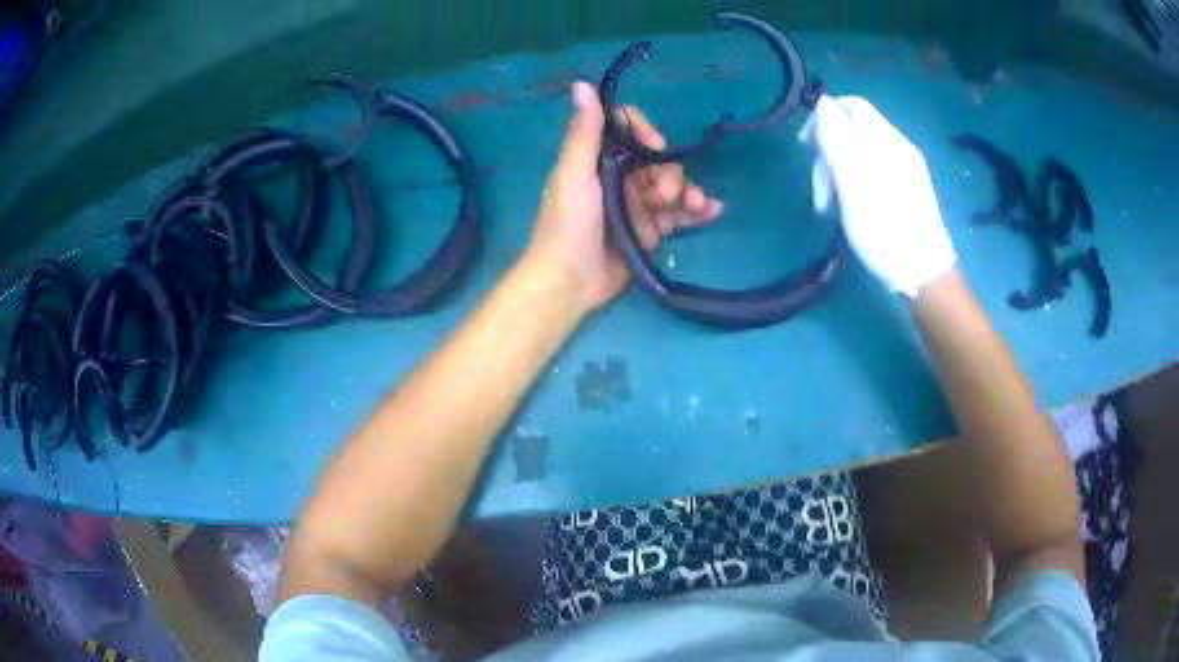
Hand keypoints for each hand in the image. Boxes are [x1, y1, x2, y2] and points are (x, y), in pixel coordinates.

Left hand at [525, 82, 722, 311]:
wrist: (568, 284)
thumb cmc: (566, 227)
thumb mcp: (573, 175)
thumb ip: (583, 133)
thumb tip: (581, 84)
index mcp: (597, 159)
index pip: (627, 130)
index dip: (644, 132)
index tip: (653, 147)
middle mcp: (618, 177)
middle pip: (656, 159)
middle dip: (668, 172)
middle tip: (660, 196)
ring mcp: (636, 204)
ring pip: (672, 185)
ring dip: (687, 190)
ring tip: (694, 206)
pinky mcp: (649, 230)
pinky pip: (678, 214)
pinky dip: (696, 210)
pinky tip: (712, 211)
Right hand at [799, 96, 955, 296]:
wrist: (923, 274)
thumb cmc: (885, 228)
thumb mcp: (854, 180)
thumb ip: (837, 137)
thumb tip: (822, 103)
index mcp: (887, 140)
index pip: (851, 105)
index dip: (823, 117)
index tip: (805, 148)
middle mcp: (899, 147)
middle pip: (853, 130)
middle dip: (828, 153)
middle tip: (820, 192)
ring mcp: (905, 169)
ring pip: (860, 153)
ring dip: (838, 174)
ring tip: (830, 208)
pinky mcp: (907, 190)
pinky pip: (872, 172)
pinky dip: (854, 184)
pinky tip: (851, 209)